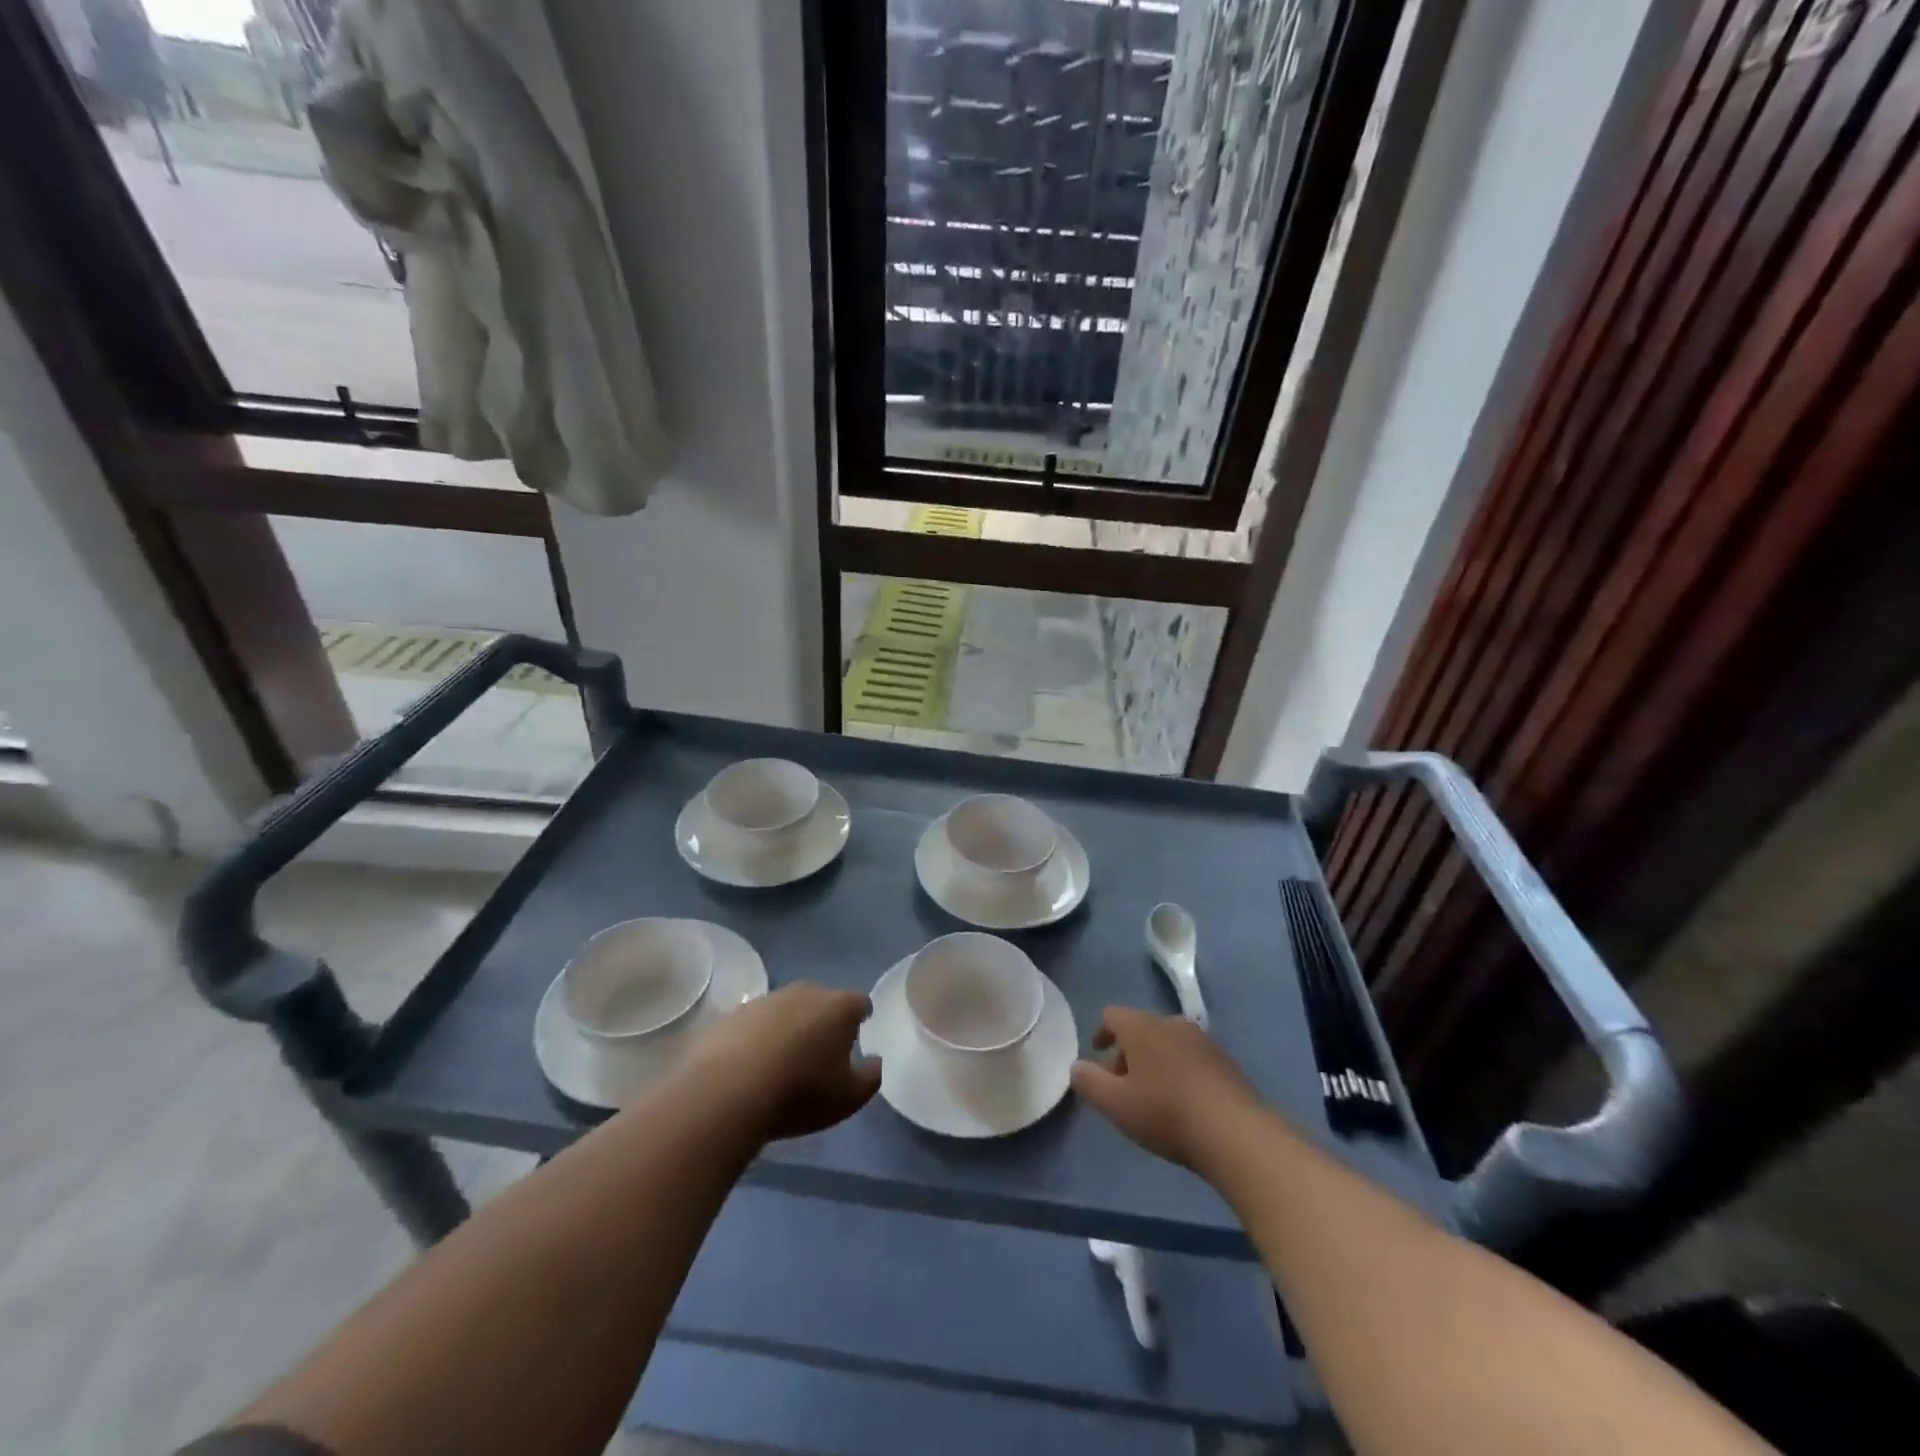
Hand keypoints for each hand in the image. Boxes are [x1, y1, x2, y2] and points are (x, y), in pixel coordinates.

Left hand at [680, 983, 881, 1143]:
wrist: (727, 1091)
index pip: (859, 1003)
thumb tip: (875, 1061)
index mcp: (839, 1006)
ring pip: (786, 1011)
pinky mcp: (733, 1014)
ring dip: (788, 1028)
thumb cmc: (800, 1092)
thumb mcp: (848, 1097)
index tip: (859, 1034)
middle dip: (823, 1021)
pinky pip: (755, 1024)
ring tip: (782, 1063)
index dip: (861, 1018)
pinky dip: (757, 1039)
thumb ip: (870, 1076)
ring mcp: (766, 1000)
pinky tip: (751, 1067)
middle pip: (822, 1002)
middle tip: (820, 1052)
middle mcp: (805, 992)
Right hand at [1071, 1006, 1261, 1170]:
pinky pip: (1192, 1059)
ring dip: (1155, 1062)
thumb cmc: (1165, 1112)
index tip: (1097, 1055)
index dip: (1101, 1033)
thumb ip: (1089, 1082)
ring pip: (1168, 1043)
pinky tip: (1183, 1103)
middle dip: (1128, 1052)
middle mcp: (1172, 1023)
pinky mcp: (1226, 1062)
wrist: (1235, 1132)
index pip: (1112, 1015)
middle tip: (1122, 1084)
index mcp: (1141, 1026)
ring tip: (1152, 1096)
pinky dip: (1180, 1072)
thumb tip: (1077, 1067)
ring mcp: (1203, 1040)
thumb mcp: (1115, 1104)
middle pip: (1141, 1029)